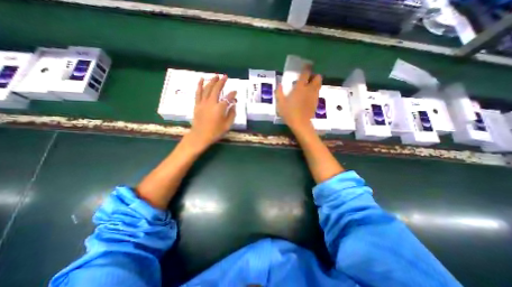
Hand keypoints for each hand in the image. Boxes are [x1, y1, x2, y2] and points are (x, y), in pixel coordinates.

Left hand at [188, 74, 236, 149]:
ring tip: (216, 75)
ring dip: (212, 81)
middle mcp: (211, 103)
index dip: (232, 94)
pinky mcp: (197, 104)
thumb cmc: (215, 132)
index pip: (228, 98)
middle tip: (225, 76)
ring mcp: (203, 103)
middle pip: (216, 89)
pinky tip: (201, 79)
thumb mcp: (227, 125)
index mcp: (220, 108)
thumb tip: (233, 105)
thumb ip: (232, 114)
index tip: (235, 92)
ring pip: (207, 89)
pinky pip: (198, 92)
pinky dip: (200, 85)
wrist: (200, 136)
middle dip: (221, 82)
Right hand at [276, 67, 317, 131]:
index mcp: (300, 88)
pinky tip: (309, 97)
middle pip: (317, 78)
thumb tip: (279, 85)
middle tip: (308, 79)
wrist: (300, 123)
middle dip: (314, 76)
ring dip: (315, 84)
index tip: (306, 65)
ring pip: (319, 85)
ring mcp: (314, 96)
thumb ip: (279, 93)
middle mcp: (309, 89)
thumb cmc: (289, 113)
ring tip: (309, 87)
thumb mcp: (281, 103)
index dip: (306, 68)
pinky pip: (317, 93)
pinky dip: (315, 92)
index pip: (305, 74)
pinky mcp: (316, 102)